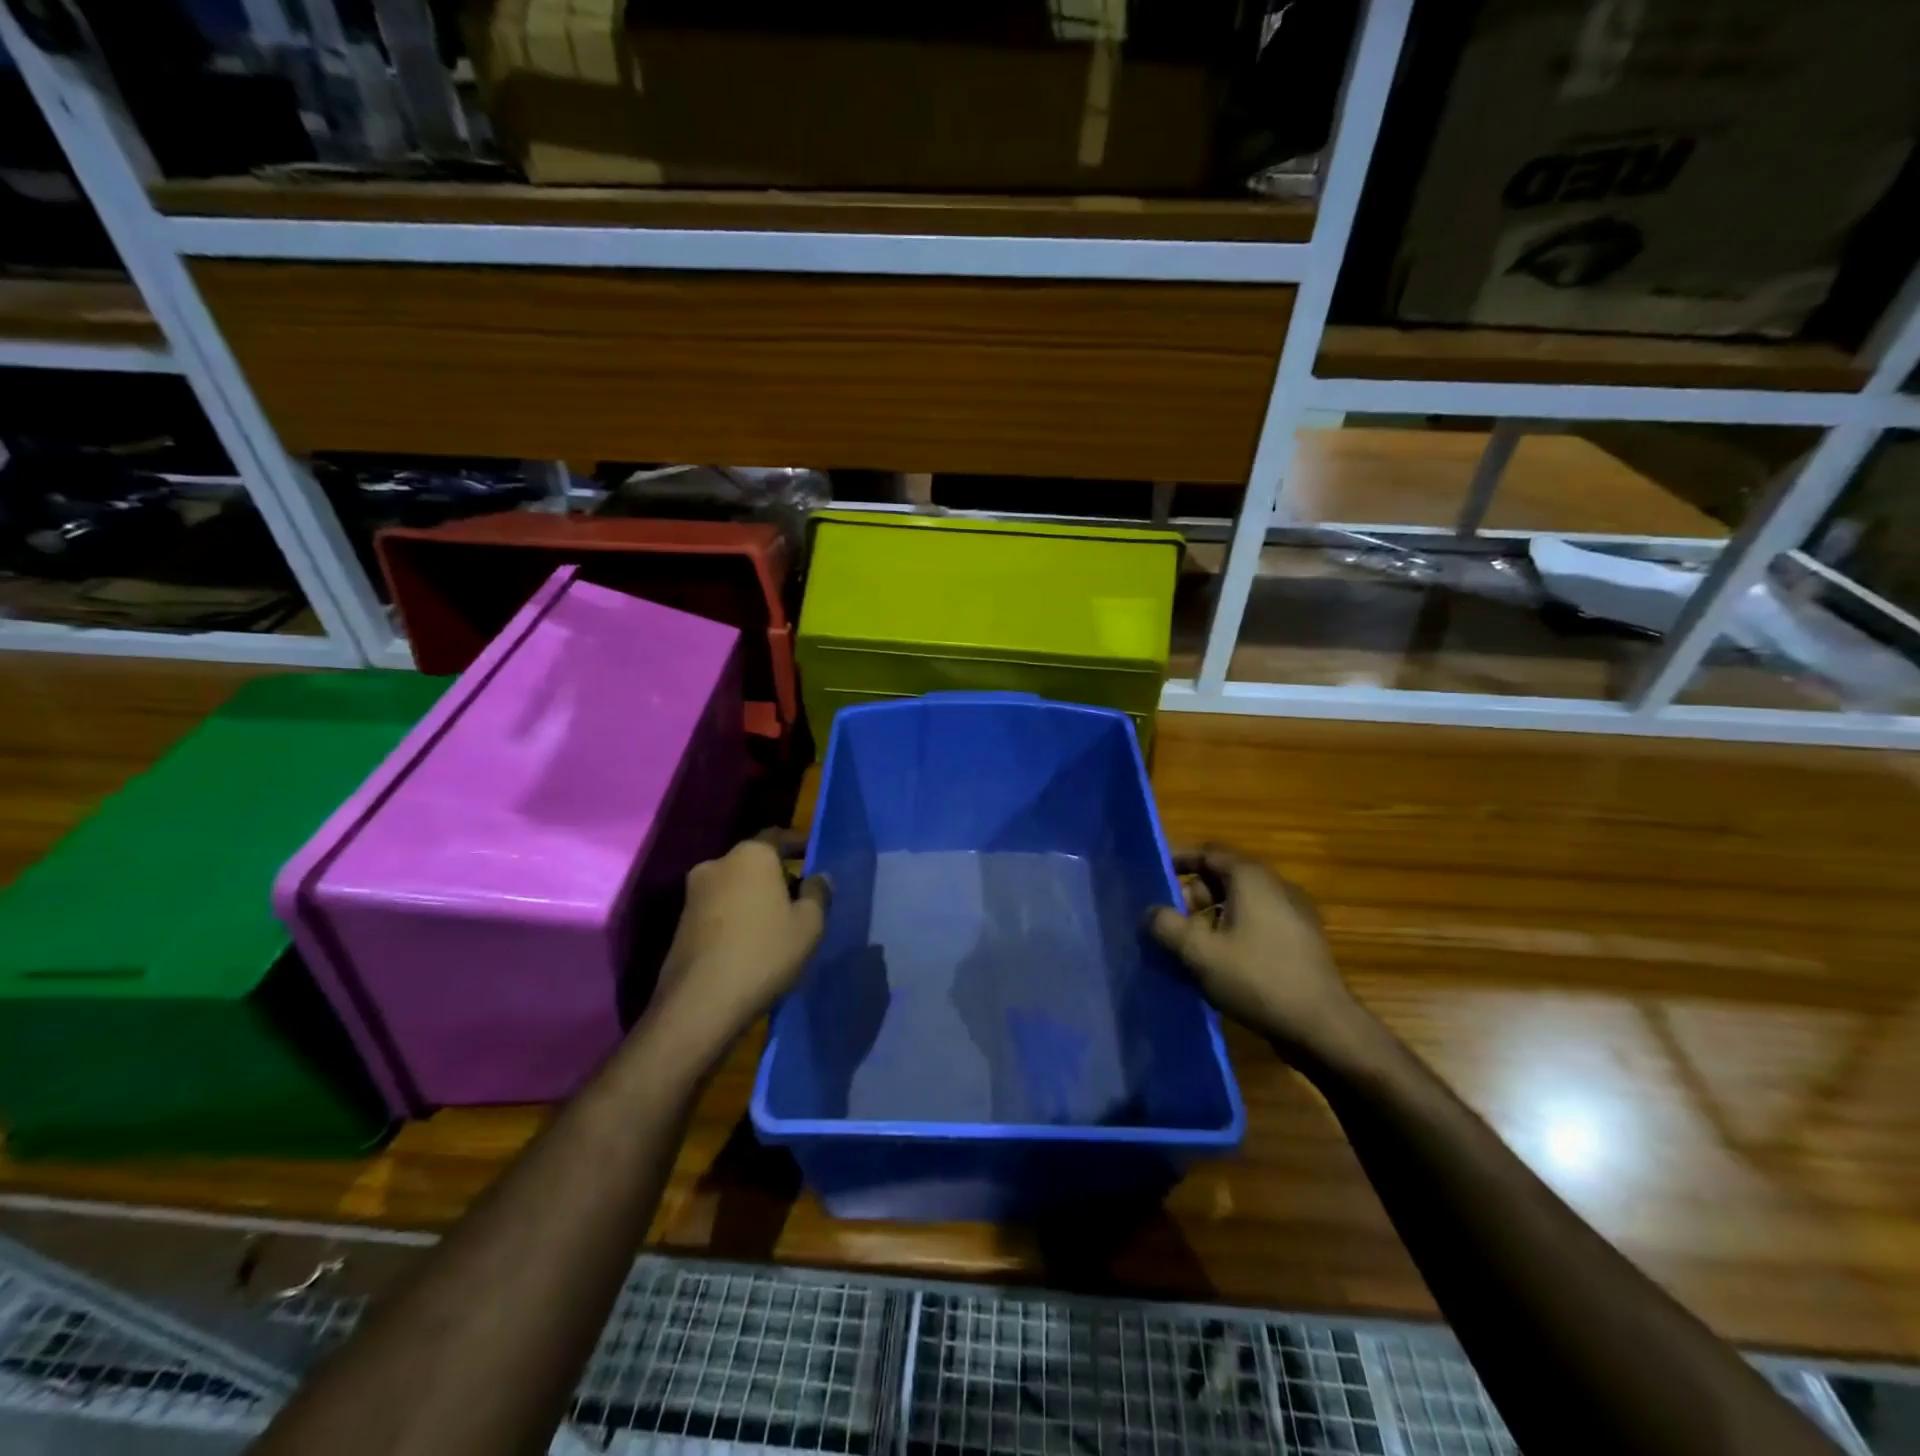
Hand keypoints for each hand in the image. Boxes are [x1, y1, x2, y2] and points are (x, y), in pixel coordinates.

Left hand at [652, 832, 830, 1054]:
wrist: (700, 1004)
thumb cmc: (764, 954)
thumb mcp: (809, 925)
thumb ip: (818, 893)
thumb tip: (819, 877)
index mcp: (751, 855)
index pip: (779, 836)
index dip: (799, 845)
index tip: (813, 855)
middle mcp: (718, 864)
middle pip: (754, 861)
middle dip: (777, 874)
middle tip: (800, 895)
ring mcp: (694, 893)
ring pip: (734, 885)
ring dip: (754, 896)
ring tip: (777, 922)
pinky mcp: (681, 922)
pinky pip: (718, 908)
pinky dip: (736, 915)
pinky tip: (751, 940)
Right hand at [1148, 846, 1370, 1066]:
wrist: (1322, 1027)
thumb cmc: (1257, 978)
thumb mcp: (1199, 952)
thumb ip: (1167, 926)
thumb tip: (1150, 912)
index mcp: (1251, 878)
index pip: (1209, 852)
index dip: (1179, 861)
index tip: (1155, 877)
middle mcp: (1276, 886)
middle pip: (1224, 877)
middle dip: (1193, 896)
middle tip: (1172, 923)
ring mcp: (1293, 914)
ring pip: (1241, 903)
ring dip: (1212, 918)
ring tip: (1192, 948)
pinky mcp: (1301, 941)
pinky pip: (1258, 923)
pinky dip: (1234, 932)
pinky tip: (1221, 964)